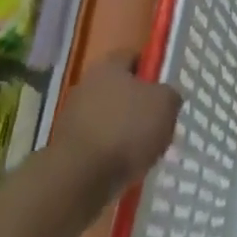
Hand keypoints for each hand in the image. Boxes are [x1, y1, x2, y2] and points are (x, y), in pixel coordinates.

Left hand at [51, 51, 180, 203]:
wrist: (78, 180)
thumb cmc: (126, 130)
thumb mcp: (166, 104)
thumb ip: (170, 95)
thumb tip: (166, 97)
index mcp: (109, 65)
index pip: (134, 57)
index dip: (153, 70)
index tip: (167, 89)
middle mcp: (87, 85)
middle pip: (121, 90)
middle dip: (139, 105)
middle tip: (160, 122)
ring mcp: (72, 118)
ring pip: (109, 118)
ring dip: (125, 131)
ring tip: (145, 151)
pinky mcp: (66, 149)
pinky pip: (98, 144)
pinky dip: (111, 153)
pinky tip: (126, 167)